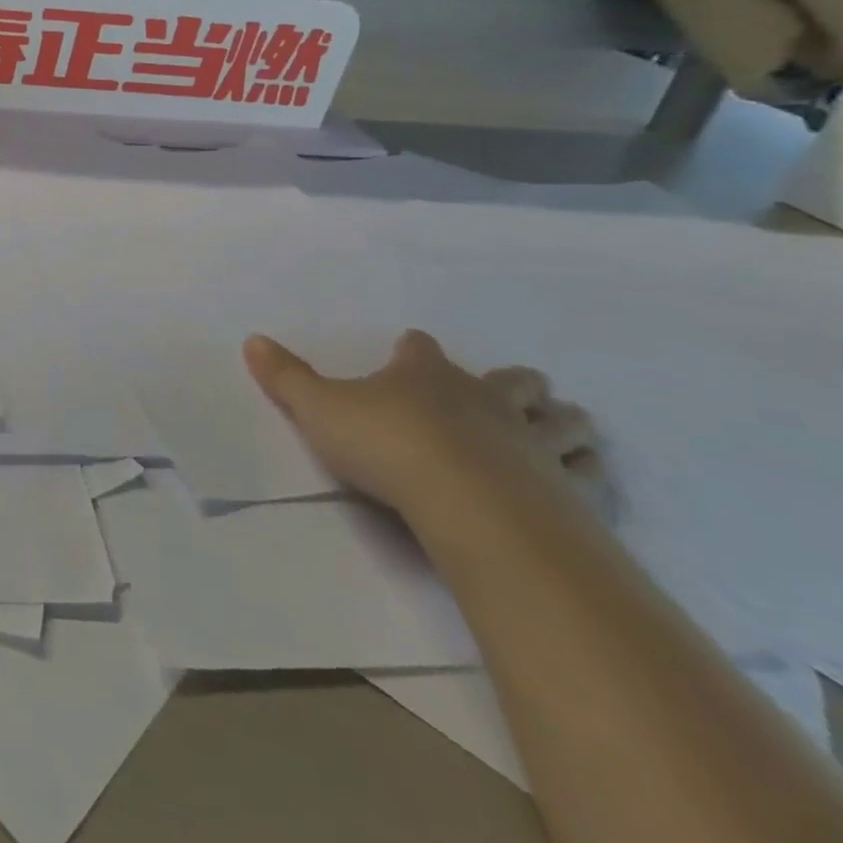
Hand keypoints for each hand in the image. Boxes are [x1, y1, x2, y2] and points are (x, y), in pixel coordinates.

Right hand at [243, 330, 608, 523]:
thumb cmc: (387, 445)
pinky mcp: (568, 489)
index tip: (409, 352)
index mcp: (425, 374)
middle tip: (508, 392)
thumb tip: (251, 339)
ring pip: (563, 421)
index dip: (414, 349)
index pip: (421, 348)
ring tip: (557, 430)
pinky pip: (591, 475)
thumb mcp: (318, 409)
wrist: (468, 502)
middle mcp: (484, 398)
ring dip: (561, 422)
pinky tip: (579, 481)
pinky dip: (588, 473)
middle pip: (513, 380)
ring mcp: (532, 441)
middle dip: (513, 384)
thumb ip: (285, 377)